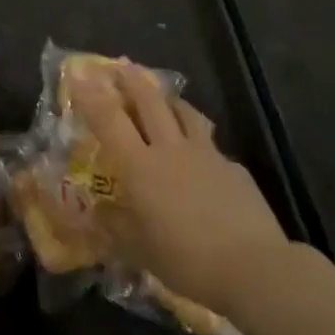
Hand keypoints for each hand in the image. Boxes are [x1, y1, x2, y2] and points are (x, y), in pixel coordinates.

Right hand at [69, 63, 296, 321]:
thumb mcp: (140, 251)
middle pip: (149, 101)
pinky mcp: (233, 167)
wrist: (254, 268)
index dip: (91, 95)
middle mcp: (170, 150)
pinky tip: (199, 153)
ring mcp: (206, 154)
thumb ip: (116, 228)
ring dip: (168, 98)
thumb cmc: (187, 261)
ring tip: (161, 94)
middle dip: (131, 80)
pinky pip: (209, 142)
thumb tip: (97, 214)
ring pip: (183, 111)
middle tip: (120, 66)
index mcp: (141, 167)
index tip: (79, 74)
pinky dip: (197, 137)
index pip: (109, 120)